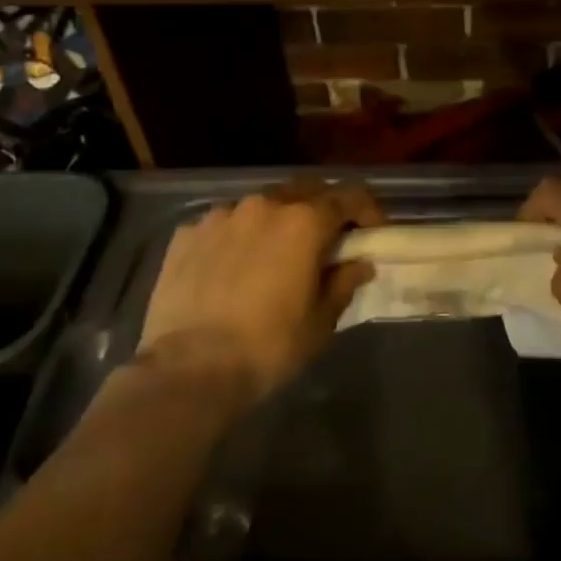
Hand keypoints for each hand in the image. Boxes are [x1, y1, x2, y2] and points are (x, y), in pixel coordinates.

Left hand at [137, 181, 382, 402]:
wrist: (188, 370)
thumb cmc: (268, 346)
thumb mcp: (320, 322)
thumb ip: (343, 283)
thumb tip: (359, 264)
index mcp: (304, 222)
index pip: (349, 197)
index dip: (367, 210)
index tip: (373, 231)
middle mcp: (264, 206)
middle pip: (304, 190)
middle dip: (322, 207)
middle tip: (327, 238)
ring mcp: (221, 216)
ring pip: (261, 205)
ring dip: (276, 221)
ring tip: (273, 254)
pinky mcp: (187, 234)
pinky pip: (223, 225)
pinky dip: (236, 237)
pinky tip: (231, 268)